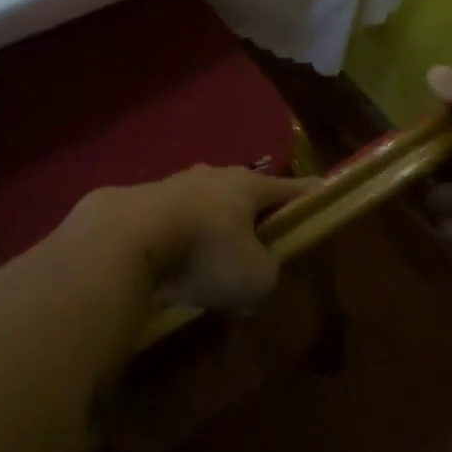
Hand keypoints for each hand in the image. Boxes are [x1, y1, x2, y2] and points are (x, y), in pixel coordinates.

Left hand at [76, 166, 314, 310]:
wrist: (127, 237)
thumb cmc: (205, 251)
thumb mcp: (256, 275)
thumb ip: (267, 271)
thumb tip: (256, 273)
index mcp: (246, 185)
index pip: (288, 187)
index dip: (308, 196)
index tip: (323, 194)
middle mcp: (212, 176)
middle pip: (243, 194)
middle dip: (253, 215)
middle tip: (262, 241)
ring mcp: (173, 185)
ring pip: (205, 207)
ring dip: (213, 230)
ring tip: (214, 261)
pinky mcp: (142, 203)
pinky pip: (174, 222)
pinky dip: (181, 241)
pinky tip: (178, 267)